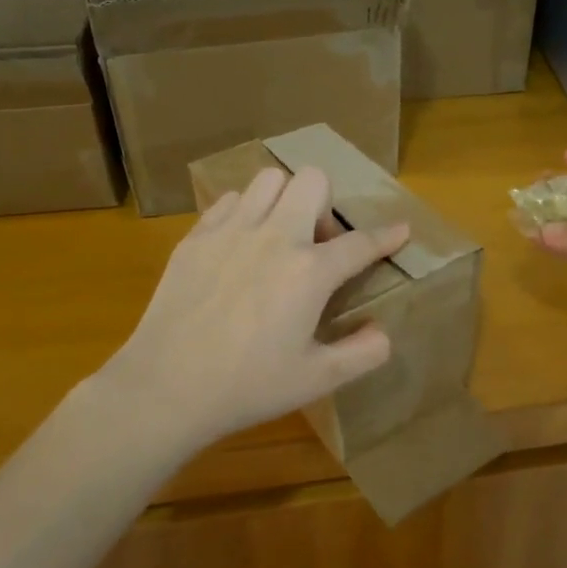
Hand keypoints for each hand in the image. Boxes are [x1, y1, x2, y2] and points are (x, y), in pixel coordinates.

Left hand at [99, 165, 409, 447]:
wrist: (166, 388)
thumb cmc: (247, 386)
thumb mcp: (316, 379)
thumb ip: (362, 353)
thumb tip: (383, 332)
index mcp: (309, 272)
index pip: (360, 243)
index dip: (387, 236)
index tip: (400, 229)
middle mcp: (275, 237)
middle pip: (312, 180)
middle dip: (326, 203)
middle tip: (317, 244)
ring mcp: (231, 231)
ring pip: (269, 180)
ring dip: (285, 200)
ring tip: (279, 236)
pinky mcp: (196, 237)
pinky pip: (229, 200)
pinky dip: (244, 212)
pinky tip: (240, 246)